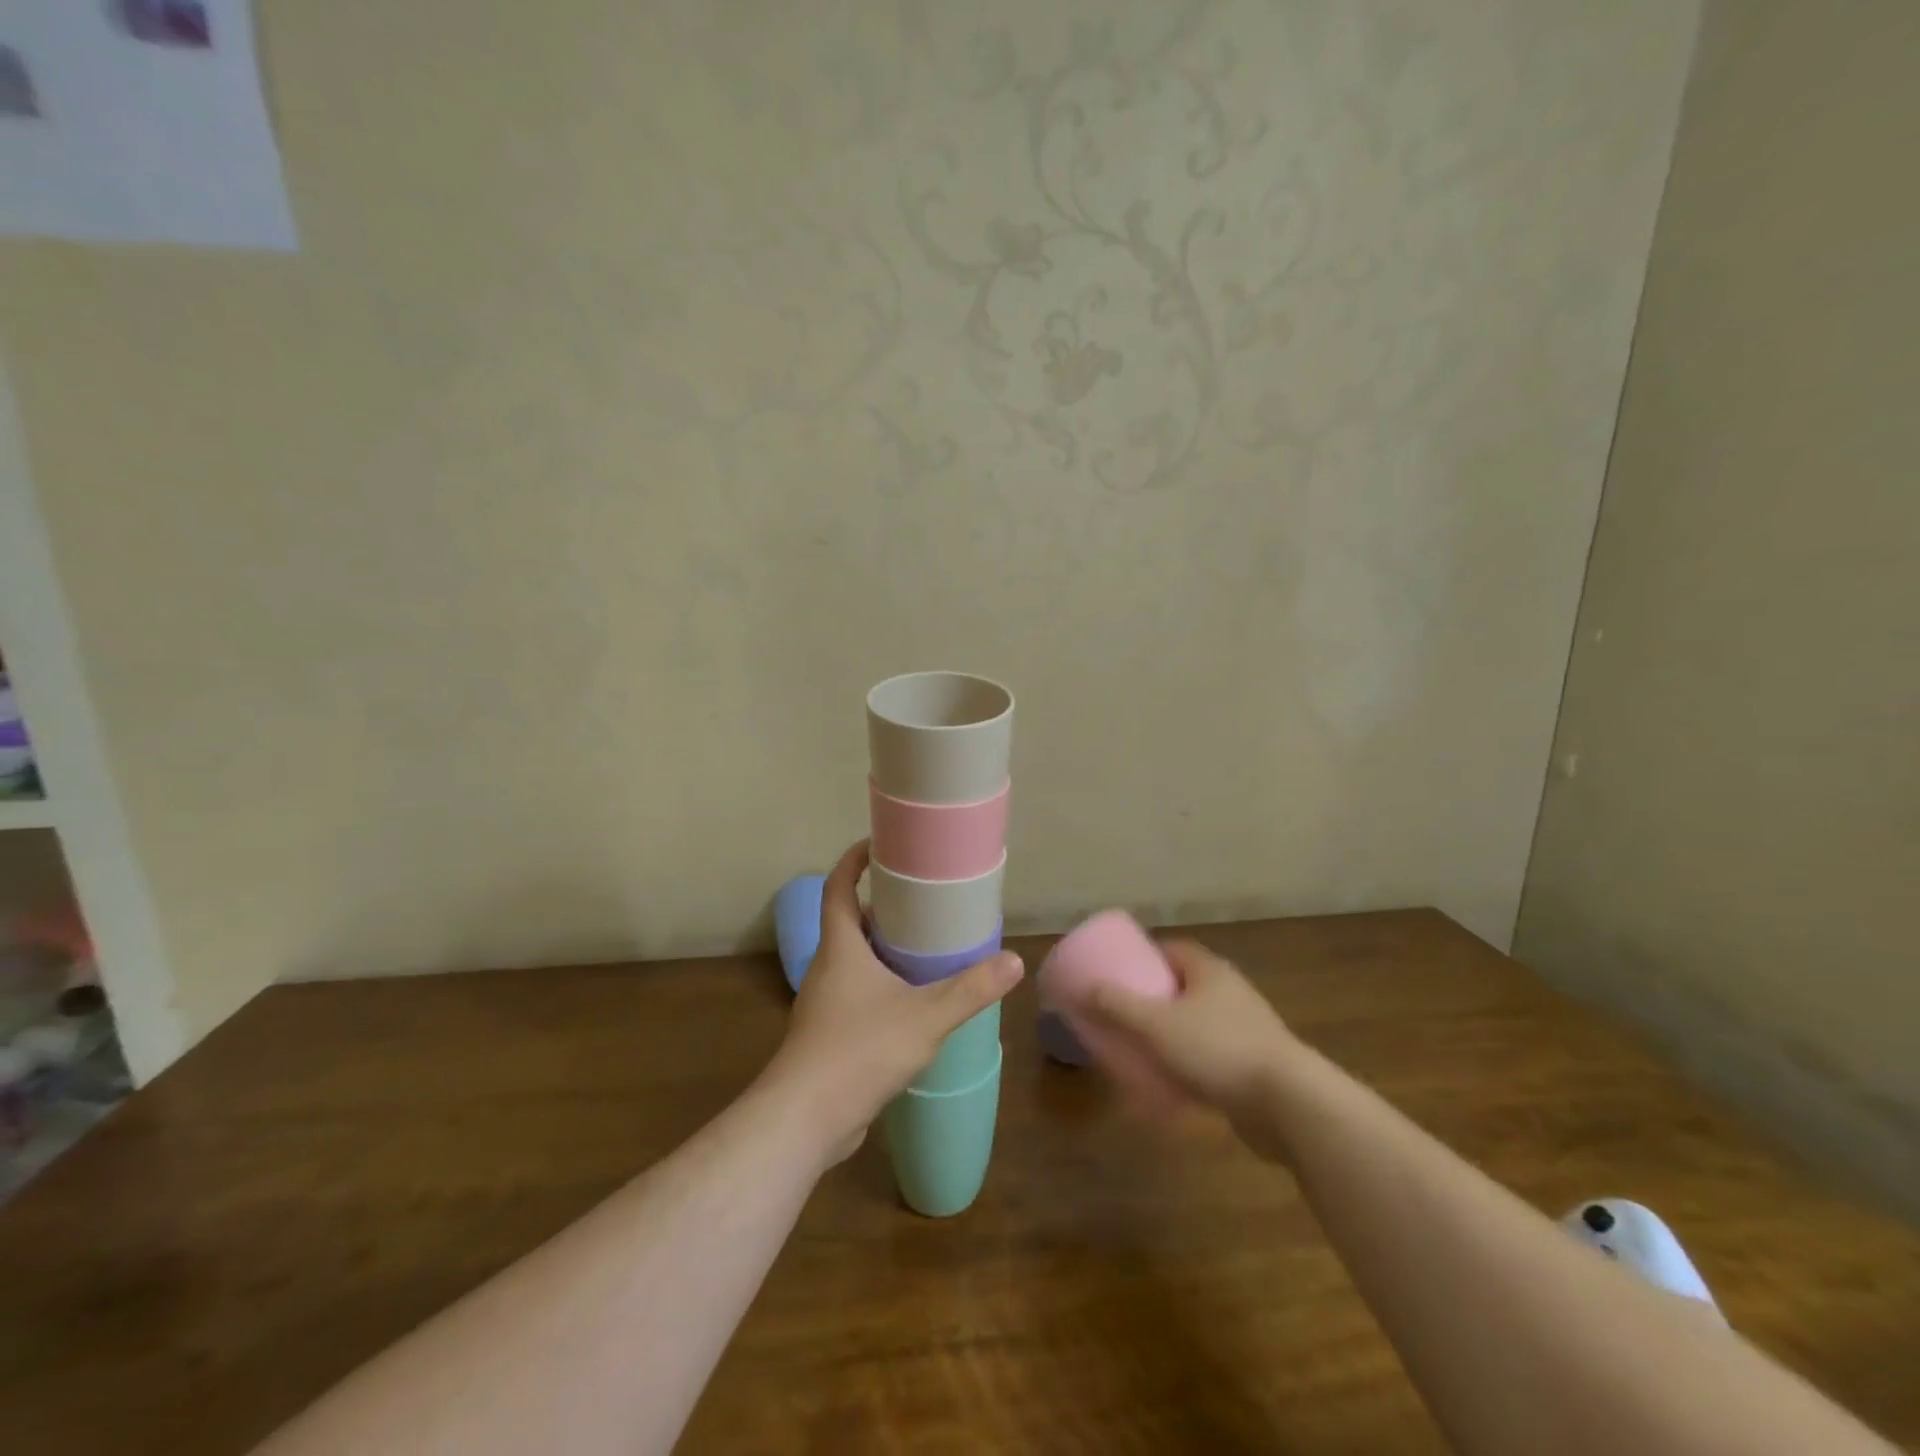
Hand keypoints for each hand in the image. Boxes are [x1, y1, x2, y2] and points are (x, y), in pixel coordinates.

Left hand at [763, 840, 1022, 1165]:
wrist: (805, 1120)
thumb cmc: (859, 1050)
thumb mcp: (925, 1016)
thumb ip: (970, 989)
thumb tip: (1014, 961)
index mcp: (840, 948)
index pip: (838, 887)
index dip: (853, 861)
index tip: (878, 844)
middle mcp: (828, 968)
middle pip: (849, 922)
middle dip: (881, 907)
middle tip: (922, 901)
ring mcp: (825, 1004)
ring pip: (854, 961)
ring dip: (883, 949)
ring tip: (925, 949)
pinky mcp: (829, 1036)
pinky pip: (857, 995)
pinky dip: (881, 986)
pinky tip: (912, 1004)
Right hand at [1078, 939, 1301, 1159]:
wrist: (1289, 1104)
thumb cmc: (1218, 1049)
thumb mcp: (1157, 1024)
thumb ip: (1117, 1005)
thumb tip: (1084, 988)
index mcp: (1209, 971)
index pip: (1172, 949)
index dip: (1144, 957)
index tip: (1119, 972)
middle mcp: (1231, 993)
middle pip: (1184, 986)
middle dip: (1153, 999)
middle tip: (1122, 1014)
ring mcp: (1247, 1030)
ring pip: (1198, 1024)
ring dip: (1171, 1035)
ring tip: (1140, 1050)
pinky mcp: (1255, 1066)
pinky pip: (1212, 1058)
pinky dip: (1189, 1066)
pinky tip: (1170, 1087)